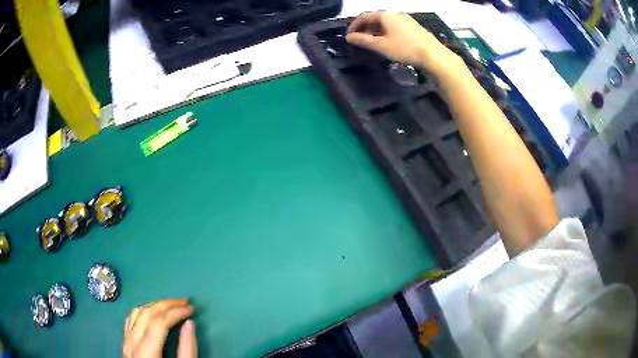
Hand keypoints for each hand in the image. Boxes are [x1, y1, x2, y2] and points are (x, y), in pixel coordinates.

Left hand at [123, 299, 196, 357]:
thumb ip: (187, 350)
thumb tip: (190, 324)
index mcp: (146, 352)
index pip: (159, 322)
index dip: (176, 312)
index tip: (192, 309)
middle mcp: (132, 343)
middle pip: (146, 313)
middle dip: (166, 304)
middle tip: (184, 302)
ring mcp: (126, 342)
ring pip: (136, 313)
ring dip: (154, 305)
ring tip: (170, 305)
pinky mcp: (125, 344)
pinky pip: (130, 320)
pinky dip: (143, 312)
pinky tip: (152, 313)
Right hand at [346, 12, 466, 80]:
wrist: (433, 55)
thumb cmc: (404, 49)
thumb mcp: (381, 46)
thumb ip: (363, 40)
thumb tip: (349, 37)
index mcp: (385, 15)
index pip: (364, 16)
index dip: (354, 25)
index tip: (349, 36)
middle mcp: (395, 14)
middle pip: (375, 18)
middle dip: (365, 28)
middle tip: (360, 40)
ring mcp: (407, 20)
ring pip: (386, 23)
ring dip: (376, 31)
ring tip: (373, 43)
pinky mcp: (415, 28)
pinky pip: (395, 27)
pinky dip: (387, 33)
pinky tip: (388, 42)